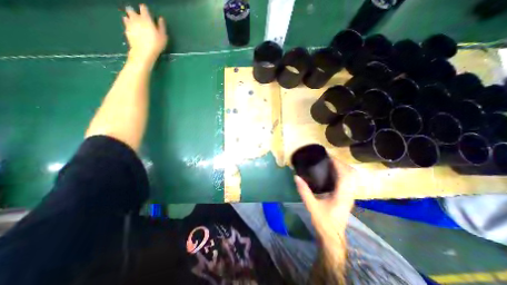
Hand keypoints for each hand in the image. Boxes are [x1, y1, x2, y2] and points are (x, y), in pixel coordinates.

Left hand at [123, 3, 166, 62]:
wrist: (143, 52)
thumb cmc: (156, 44)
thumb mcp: (163, 37)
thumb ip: (161, 26)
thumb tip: (161, 19)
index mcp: (146, 18)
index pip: (143, 8)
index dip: (145, 10)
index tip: (148, 13)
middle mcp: (136, 18)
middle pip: (131, 9)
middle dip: (134, 12)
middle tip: (139, 18)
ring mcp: (129, 23)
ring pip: (127, 16)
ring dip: (130, 18)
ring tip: (135, 24)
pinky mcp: (126, 30)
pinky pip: (125, 24)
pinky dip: (128, 24)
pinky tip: (132, 29)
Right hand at [293, 159, 355, 237]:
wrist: (332, 237)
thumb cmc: (323, 222)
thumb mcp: (312, 206)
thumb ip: (304, 191)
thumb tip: (296, 177)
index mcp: (342, 195)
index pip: (344, 174)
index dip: (337, 163)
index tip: (328, 156)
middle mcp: (349, 194)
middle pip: (351, 173)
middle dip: (341, 163)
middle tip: (328, 159)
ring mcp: (350, 196)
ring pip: (351, 177)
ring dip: (342, 168)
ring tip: (329, 164)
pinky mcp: (347, 197)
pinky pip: (348, 181)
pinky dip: (342, 174)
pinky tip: (332, 174)